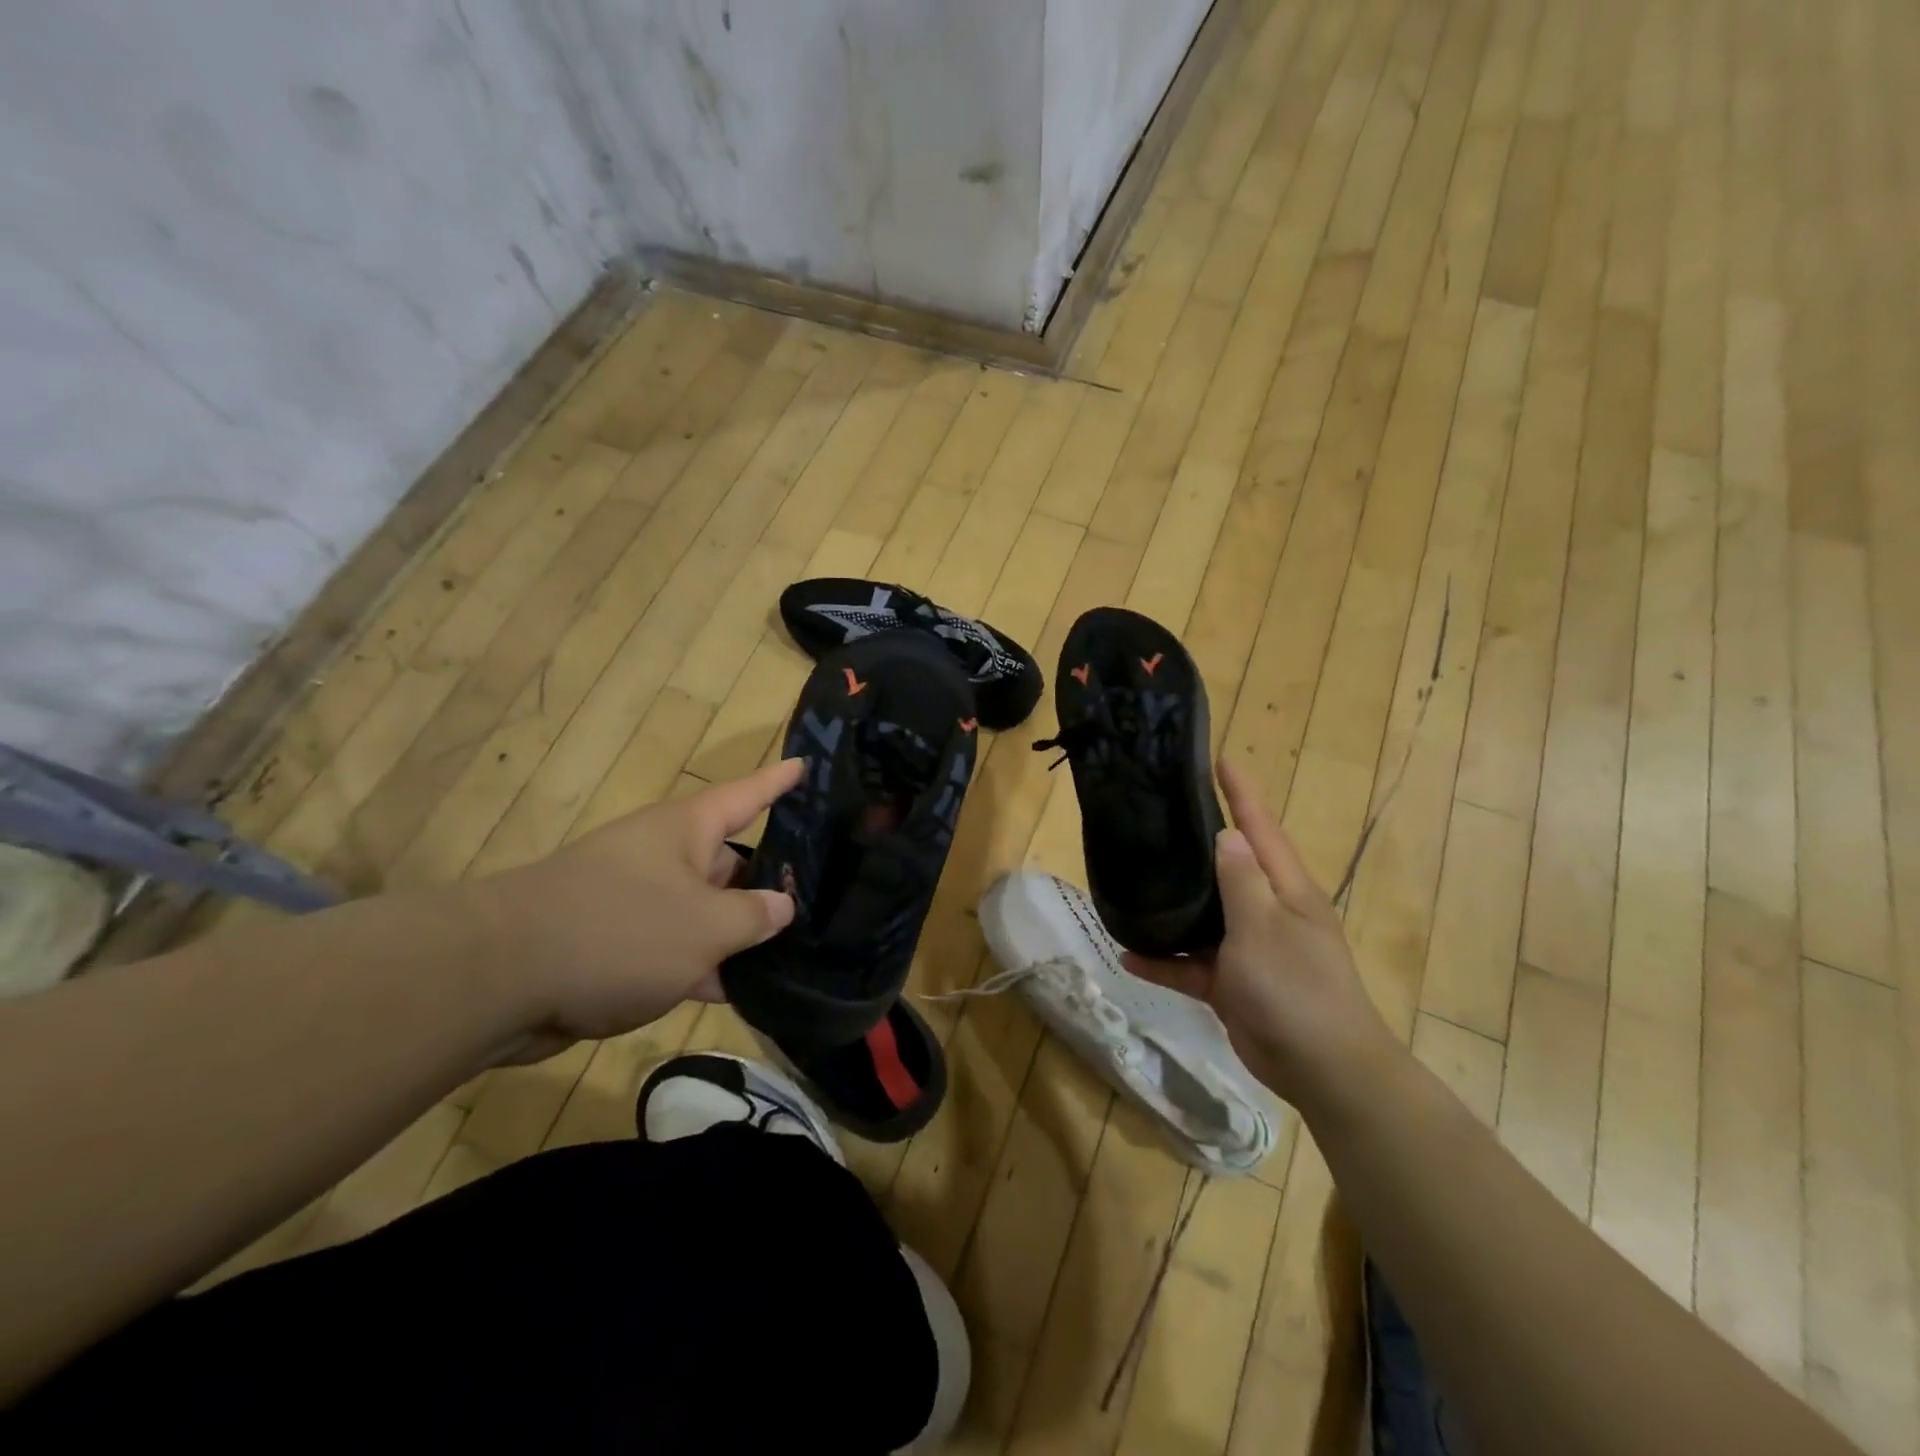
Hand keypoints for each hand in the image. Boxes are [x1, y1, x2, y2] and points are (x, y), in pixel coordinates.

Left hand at [480, 759, 802, 1059]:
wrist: (499, 981)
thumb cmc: (619, 932)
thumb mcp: (706, 926)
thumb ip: (754, 915)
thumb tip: (782, 906)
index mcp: (685, 830)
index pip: (746, 796)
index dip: (779, 782)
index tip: (807, 764)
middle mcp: (662, 856)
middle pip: (729, 859)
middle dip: (770, 878)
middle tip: (822, 892)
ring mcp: (636, 900)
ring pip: (703, 909)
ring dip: (737, 931)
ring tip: (795, 947)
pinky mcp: (614, 944)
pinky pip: (674, 946)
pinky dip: (702, 964)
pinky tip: (739, 989)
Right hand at [1124, 759, 1394, 1107]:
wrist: (1322, 1069)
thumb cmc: (1296, 987)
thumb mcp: (1264, 926)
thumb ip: (1242, 880)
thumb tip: (1228, 835)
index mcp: (1286, 889)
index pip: (1260, 828)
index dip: (1241, 793)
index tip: (1220, 760)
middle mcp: (1267, 911)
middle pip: (1228, 867)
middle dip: (1197, 841)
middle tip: (1159, 814)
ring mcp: (1249, 948)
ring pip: (1203, 916)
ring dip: (1172, 906)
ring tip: (1132, 881)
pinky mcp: (1232, 983)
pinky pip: (1191, 964)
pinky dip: (1164, 962)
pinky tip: (1128, 957)